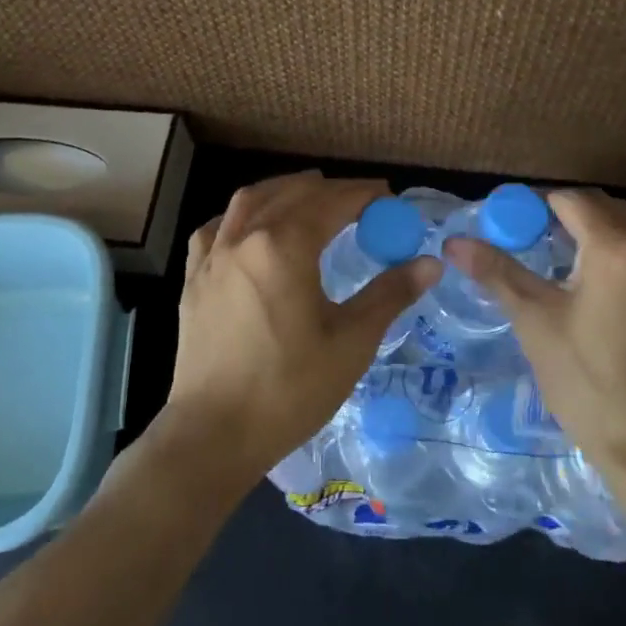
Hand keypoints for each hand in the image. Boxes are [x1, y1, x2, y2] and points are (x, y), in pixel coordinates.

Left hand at [163, 171, 440, 486]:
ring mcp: (213, 256)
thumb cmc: (289, 389)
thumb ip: (390, 294)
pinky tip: (251, 227)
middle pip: (293, 193)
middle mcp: (245, 237)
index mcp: (285, 245)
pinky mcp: (194, 278)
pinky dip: (241, 215)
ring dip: (285, 191)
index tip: (388, 198)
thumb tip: (431, 263)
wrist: (213, 434)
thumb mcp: (351, 342)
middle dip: (330, 190)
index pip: (332, 202)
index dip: (364, 195)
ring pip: (250, 200)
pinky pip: (217, 227)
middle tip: (360, 202)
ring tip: (311, 198)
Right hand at [444, 189, 625, 485]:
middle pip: (606, 207)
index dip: (537, 206)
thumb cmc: (589, 383)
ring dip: (600, 232)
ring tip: (566, 264)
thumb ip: (497, 272)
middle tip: (535, 244)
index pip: (571, 199)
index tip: (512, 224)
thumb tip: (454, 242)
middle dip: (569, 217)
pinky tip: (603, 287)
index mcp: (618, 245)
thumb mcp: (536, 322)